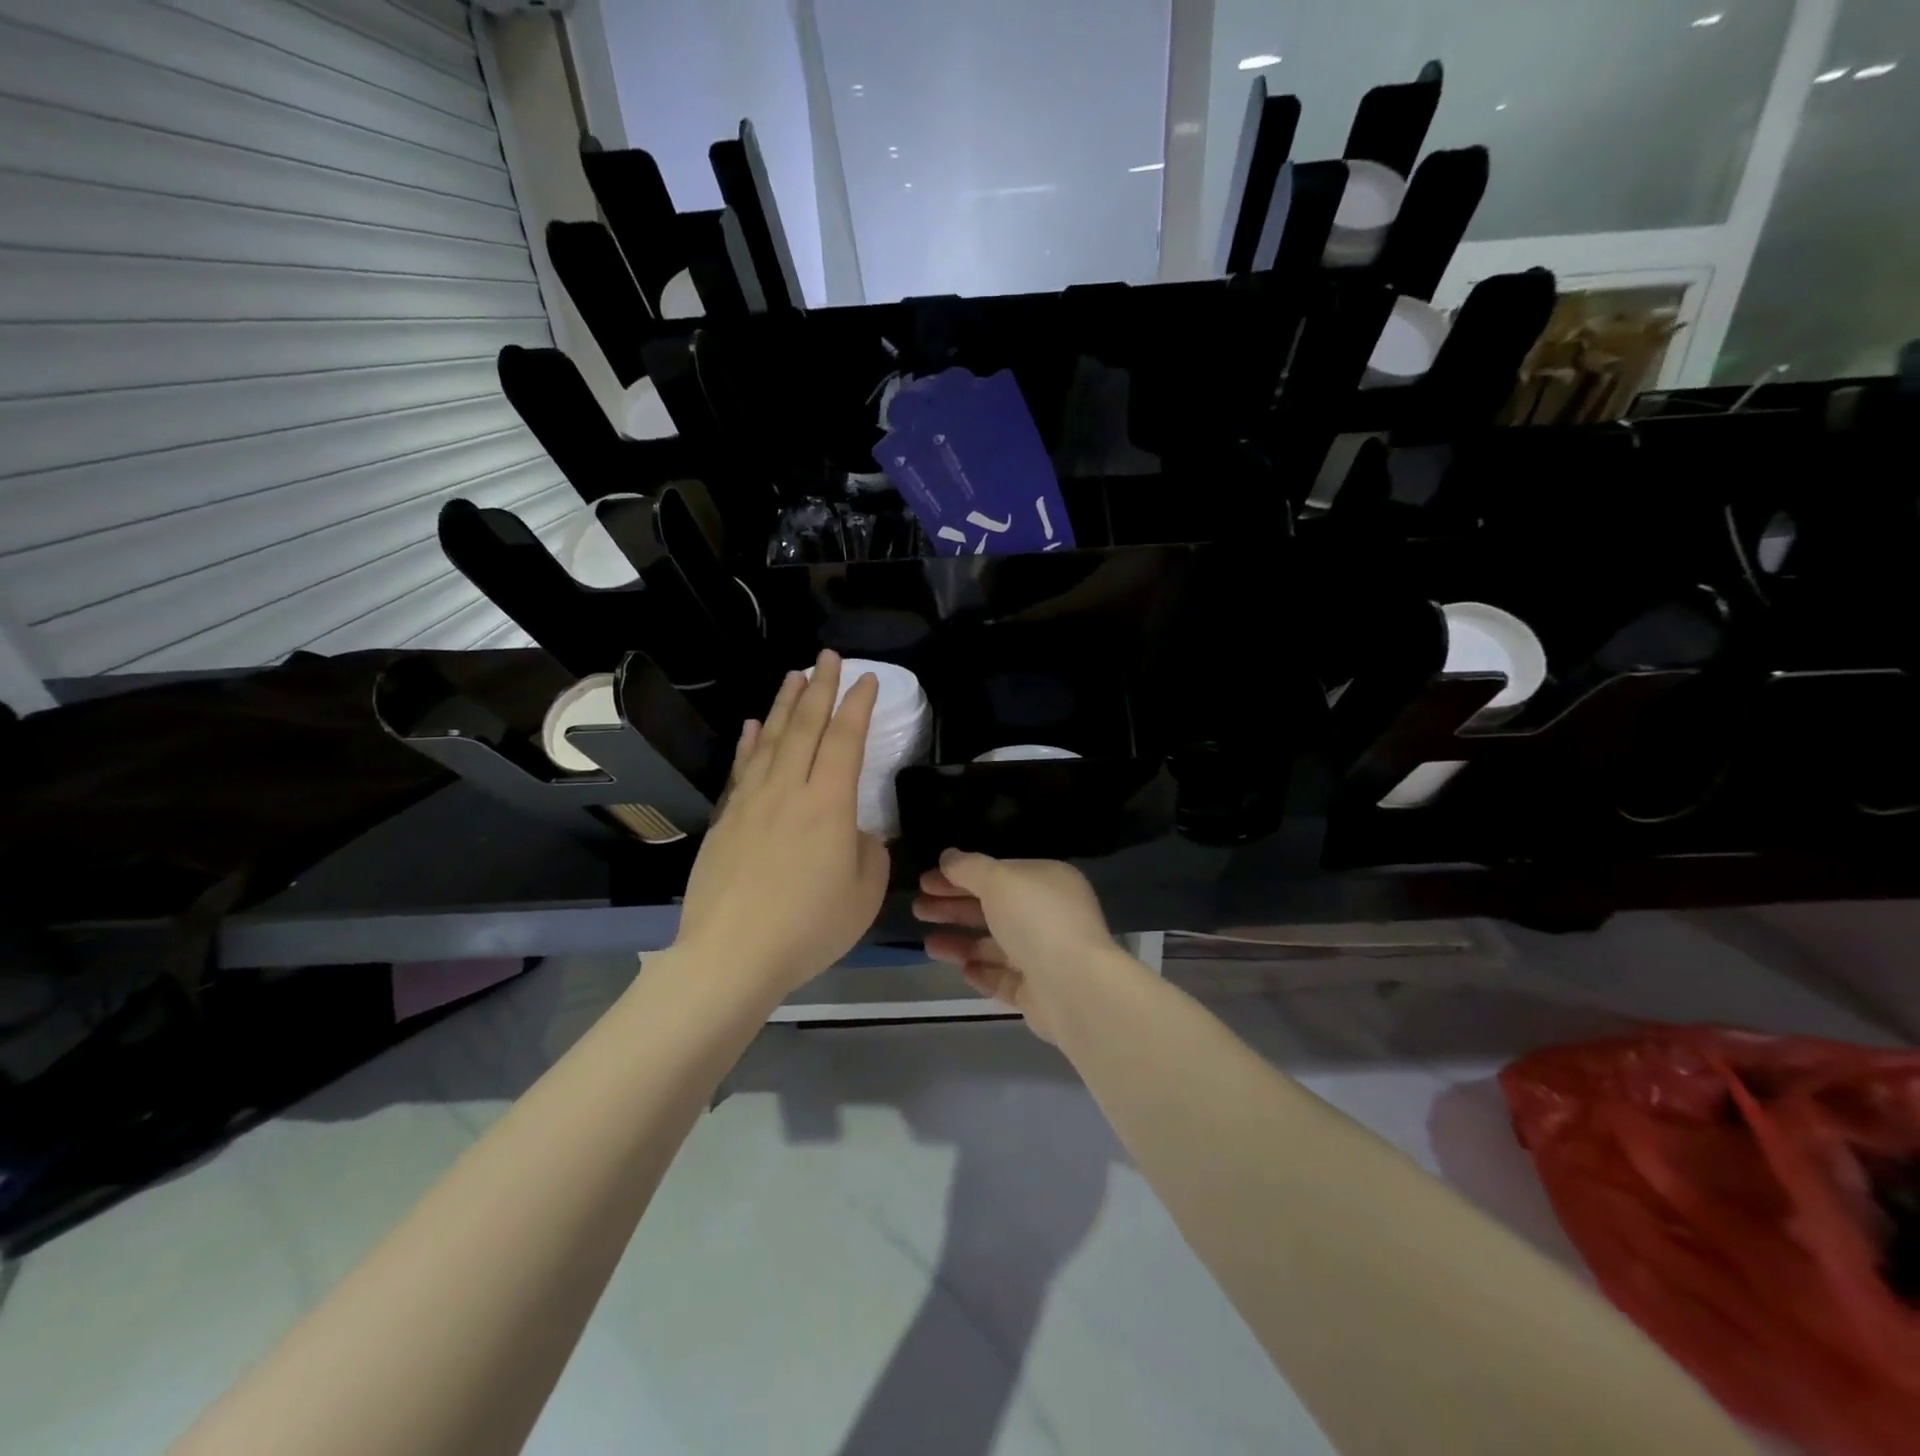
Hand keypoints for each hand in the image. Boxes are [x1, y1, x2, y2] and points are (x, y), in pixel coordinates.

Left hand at [674, 651, 889, 998]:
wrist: (732, 955)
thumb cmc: (809, 926)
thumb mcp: (864, 893)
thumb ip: (867, 851)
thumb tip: (853, 832)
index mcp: (829, 804)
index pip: (846, 740)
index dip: (857, 706)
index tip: (867, 679)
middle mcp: (789, 789)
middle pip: (806, 726)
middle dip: (820, 687)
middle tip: (828, 657)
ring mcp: (752, 802)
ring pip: (772, 739)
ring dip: (786, 704)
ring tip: (794, 675)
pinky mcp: (726, 820)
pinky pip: (742, 768)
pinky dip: (751, 742)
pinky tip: (756, 725)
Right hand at [914, 851, 1125, 1041]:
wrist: (1073, 987)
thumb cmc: (1036, 920)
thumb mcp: (998, 880)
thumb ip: (969, 867)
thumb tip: (948, 856)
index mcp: (1047, 882)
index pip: (997, 873)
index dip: (960, 875)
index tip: (926, 881)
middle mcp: (1049, 915)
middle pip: (993, 908)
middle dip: (954, 908)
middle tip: (917, 908)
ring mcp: (1045, 954)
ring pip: (995, 945)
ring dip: (962, 943)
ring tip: (928, 945)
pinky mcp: (1038, 991)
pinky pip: (1004, 978)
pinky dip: (983, 972)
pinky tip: (963, 970)